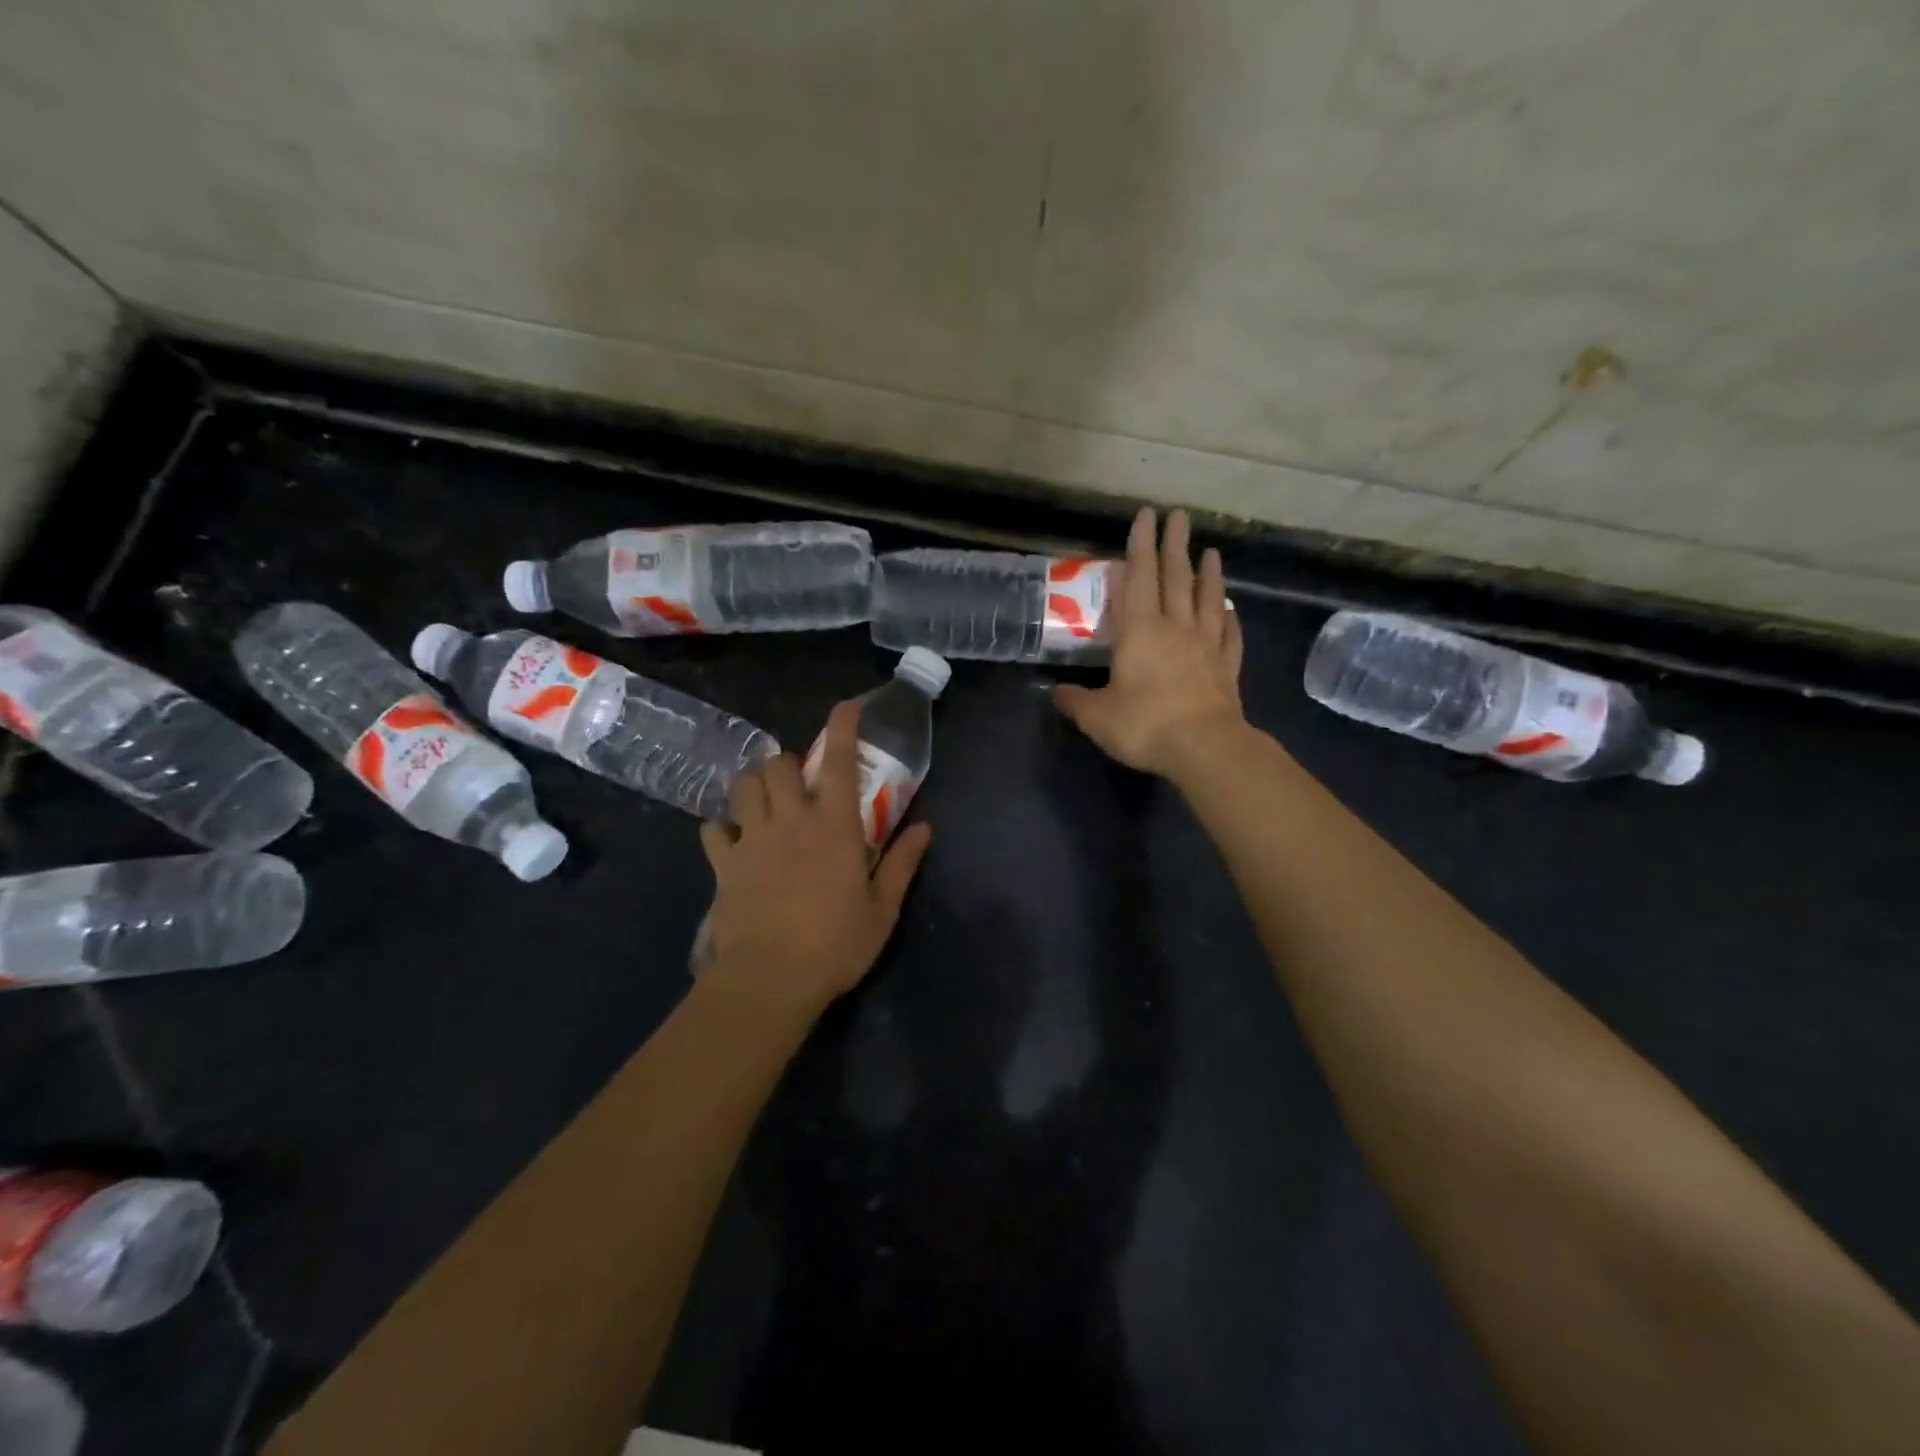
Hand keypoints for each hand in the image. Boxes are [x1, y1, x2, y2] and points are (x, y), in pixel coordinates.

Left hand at [697, 701, 931, 1017]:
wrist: (770, 979)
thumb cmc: (835, 944)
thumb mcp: (882, 909)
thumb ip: (903, 864)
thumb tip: (924, 828)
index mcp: (834, 827)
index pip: (838, 763)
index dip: (842, 729)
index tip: (844, 707)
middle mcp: (791, 820)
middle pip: (778, 766)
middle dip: (787, 764)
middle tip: (797, 785)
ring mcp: (752, 839)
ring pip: (743, 787)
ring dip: (755, 785)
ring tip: (764, 801)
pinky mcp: (724, 864)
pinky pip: (713, 830)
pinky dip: (722, 828)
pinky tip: (732, 840)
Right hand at [1052, 507, 1245, 776]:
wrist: (1204, 747)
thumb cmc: (1145, 725)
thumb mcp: (1097, 717)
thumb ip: (1075, 702)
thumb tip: (1055, 692)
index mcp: (1139, 632)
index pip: (1137, 578)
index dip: (1139, 546)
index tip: (1145, 515)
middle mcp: (1175, 628)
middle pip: (1175, 578)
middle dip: (1174, 545)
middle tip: (1178, 516)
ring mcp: (1206, 646)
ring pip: (1207, 599)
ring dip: (1208, 573)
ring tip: (1211, 550)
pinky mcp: (1227, 667)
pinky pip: (1229, 635)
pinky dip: (1229, 619)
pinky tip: (1229, 609)